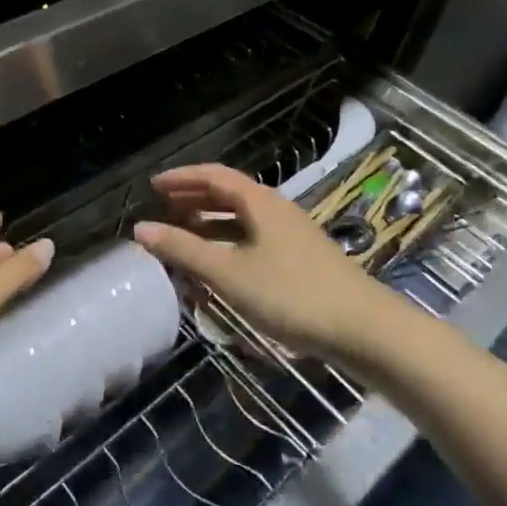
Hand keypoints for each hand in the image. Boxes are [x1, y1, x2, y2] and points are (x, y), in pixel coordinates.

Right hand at [135, 163, 401, 362]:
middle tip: (164, 210)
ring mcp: (291, 235)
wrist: (366, 330)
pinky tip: (220, 267)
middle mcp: (275, 209)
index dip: (182, 178)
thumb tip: (140, 229)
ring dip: (210, 223)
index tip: (153, 187)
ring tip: (184, 236)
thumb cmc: (292, 295)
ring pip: (242, 219)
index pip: (213, 175)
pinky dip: (228, 244)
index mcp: (259, 202)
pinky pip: (253, 239)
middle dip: (194, 199)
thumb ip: (184, 250)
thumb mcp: (230, 274)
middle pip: (228, 194)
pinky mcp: (301, 260)